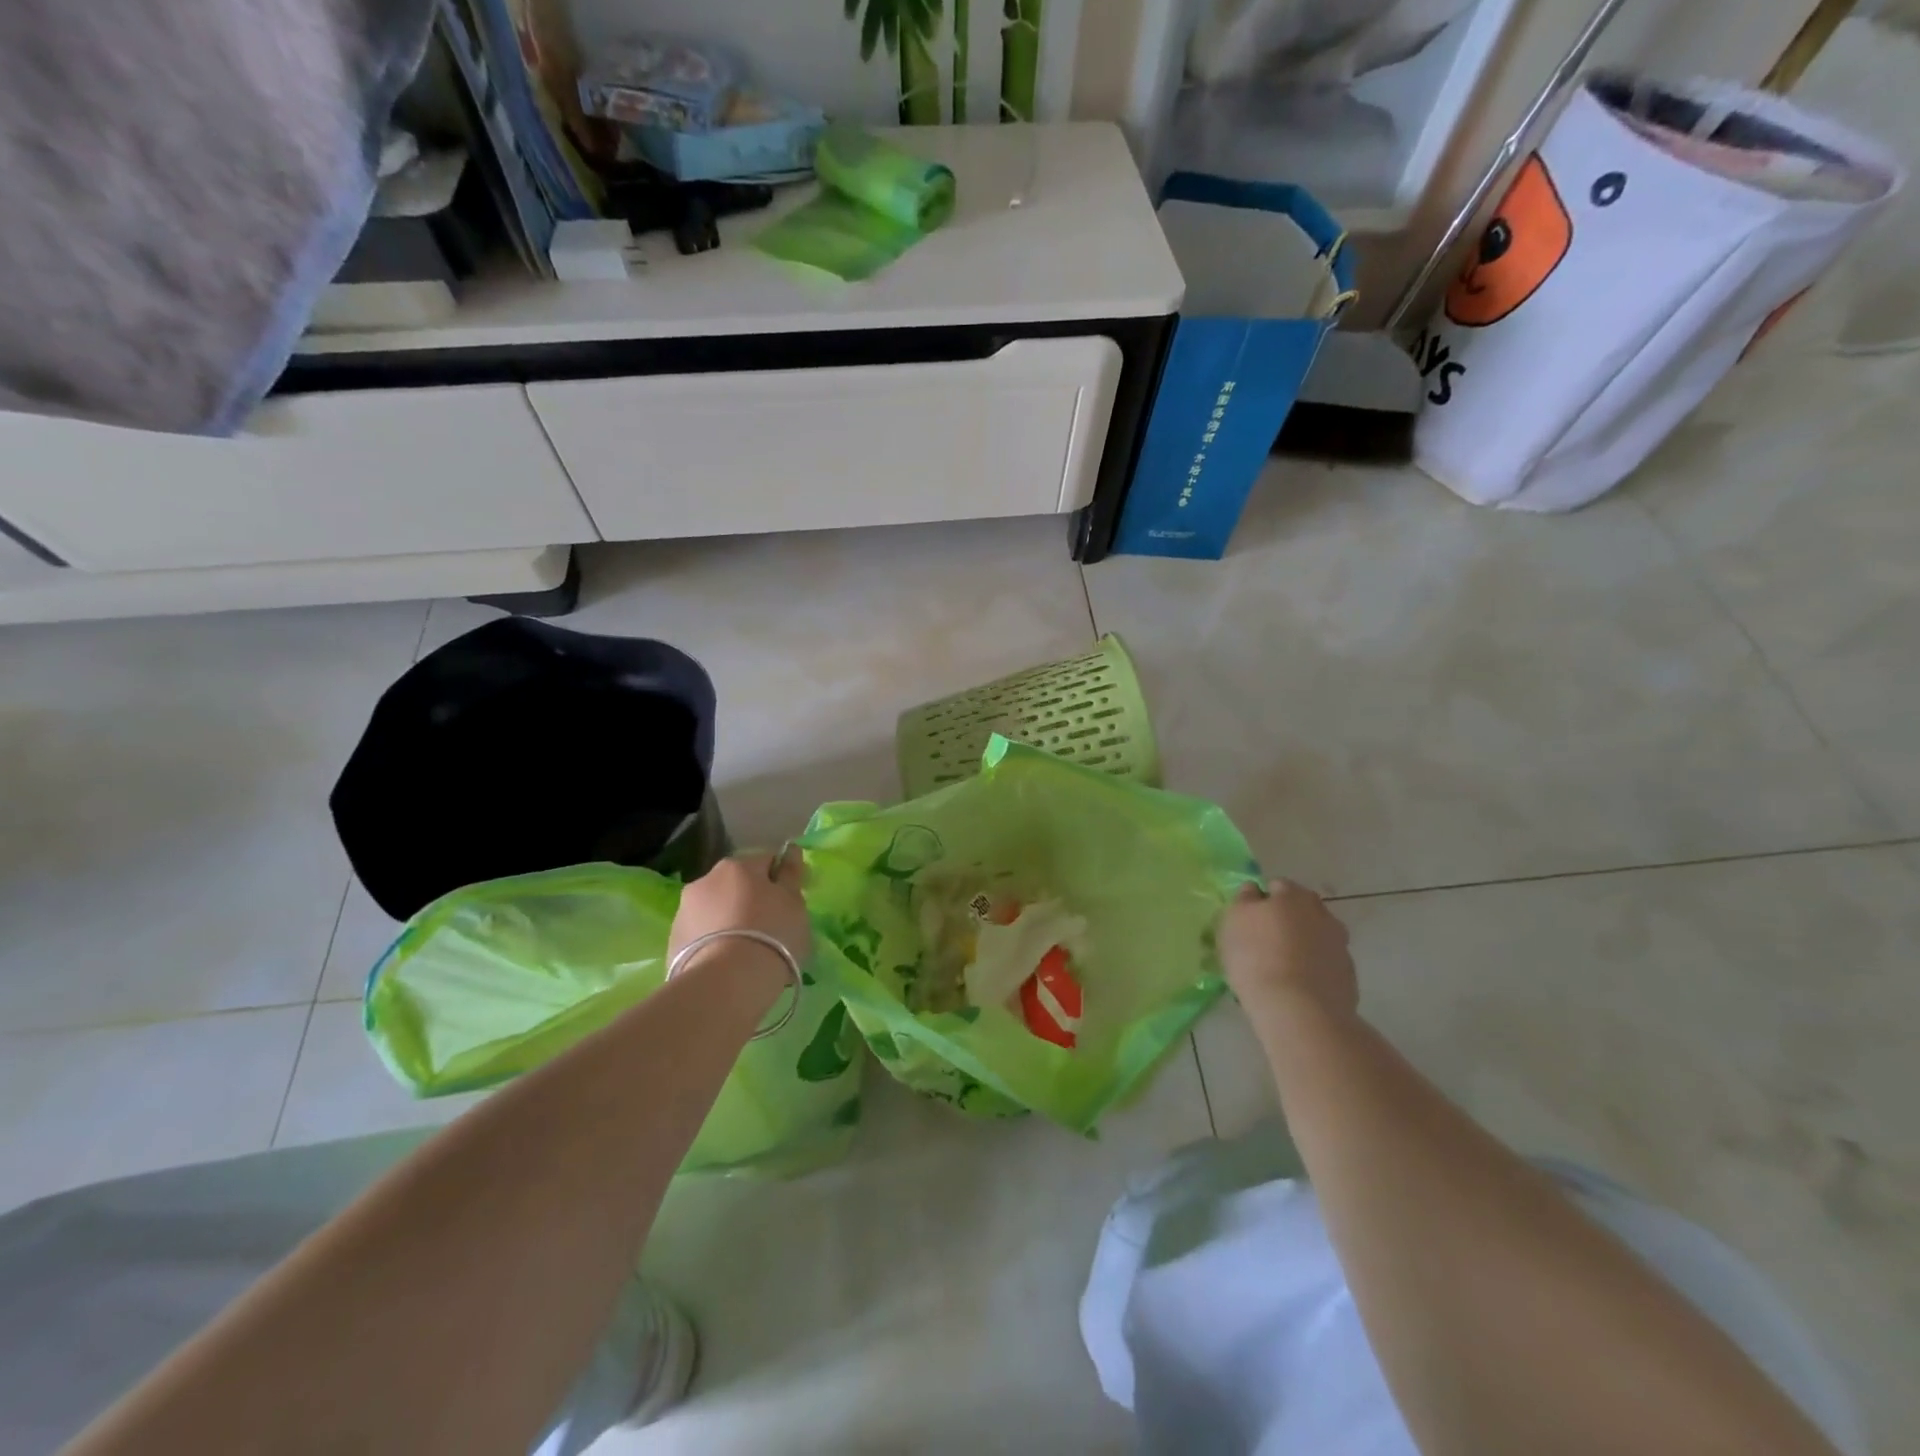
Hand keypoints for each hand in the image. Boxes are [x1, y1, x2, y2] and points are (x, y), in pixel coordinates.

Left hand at [669, 850, 811, 978]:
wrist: (726, 983)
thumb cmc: (772, 935)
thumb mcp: (794, 903)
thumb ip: (791, 875)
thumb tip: (790, 850)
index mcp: (738, 866)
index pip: (766, 862)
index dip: (781, 881)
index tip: (790, 905)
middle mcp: (706, 880)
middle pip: (737, 885)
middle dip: (751, 900)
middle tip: (770, 929)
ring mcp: (684, 910)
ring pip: (715, 909)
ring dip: (729, 920)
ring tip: (746, 951)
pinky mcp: (673, 941)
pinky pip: (701, 934)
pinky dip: (713, 942)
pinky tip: (726, 964)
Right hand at [1219, 878, 1357, 1022]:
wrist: (1299, 1010)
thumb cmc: (1256, 957)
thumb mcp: (1233, 921)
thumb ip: (1244, 901)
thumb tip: (1254, 892)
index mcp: (1293, 895)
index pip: (1276, 886)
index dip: (1261, 902)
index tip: (1248, 922)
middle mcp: (1322, 914)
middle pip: (1301, 910)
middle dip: (1286, 920)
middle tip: (1264, 942)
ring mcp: (1339, 945)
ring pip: (1316, 937)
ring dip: (1302, 945)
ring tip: (1281, 968)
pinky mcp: (1348, 976)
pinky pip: (1325, 964)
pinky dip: (1313, 969)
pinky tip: (1297, 986)